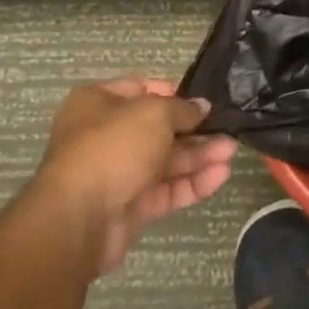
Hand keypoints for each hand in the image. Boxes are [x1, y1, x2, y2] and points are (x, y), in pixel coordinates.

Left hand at [32, 77, 237, 278]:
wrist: (79, 220)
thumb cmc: (113, 148)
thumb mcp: (154, 113)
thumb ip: (182, 109)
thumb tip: (201, 108)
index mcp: (98, 104)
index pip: (140, 89)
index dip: (172, 92)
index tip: (199, 100)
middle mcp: (105, 136)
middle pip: (158, 128)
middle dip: (195, 130)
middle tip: (226, 130)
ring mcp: (118, 173)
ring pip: (166, 160)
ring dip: (199, 156)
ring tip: (230, 153)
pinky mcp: (130, 206)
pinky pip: (166, 190)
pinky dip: (192, 183)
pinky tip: (219, 176)